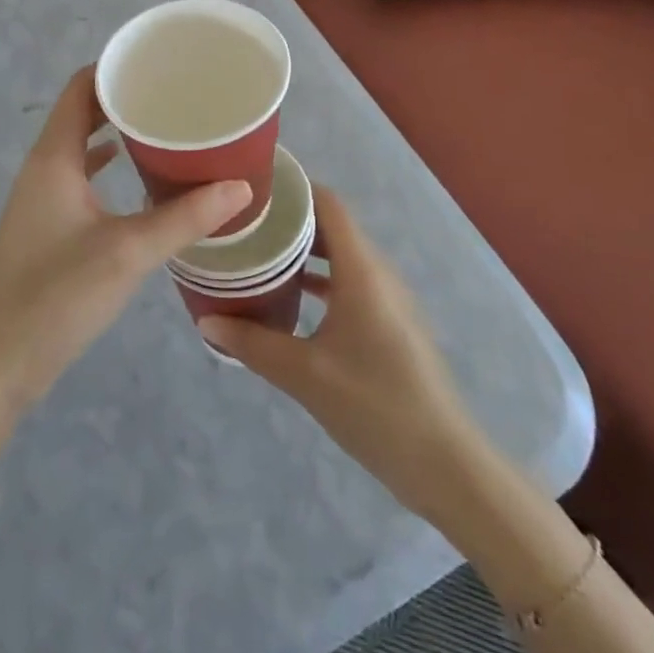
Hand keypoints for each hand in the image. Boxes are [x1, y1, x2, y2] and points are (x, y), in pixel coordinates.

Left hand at [0, 68, 252, 458]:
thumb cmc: (55, 297)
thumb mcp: (127, 253)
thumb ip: (185, 218)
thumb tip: (242, 186)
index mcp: (53, 156)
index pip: (81, 87)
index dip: (116, 66)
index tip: (161, 61)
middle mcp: (44, 167)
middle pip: (83, 111)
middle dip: (125, 98)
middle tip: (176, 93)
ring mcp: (42, 198)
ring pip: (82, 145)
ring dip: (117, 132)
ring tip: (167, 127)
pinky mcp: (47, 226)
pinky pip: (81, 177)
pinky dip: (109, 166)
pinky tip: (141, 178)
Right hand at [199, 187, 476, 524]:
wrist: (447, 466)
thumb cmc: (376, 406)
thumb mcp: (305, 375)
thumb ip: (253, 343)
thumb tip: (205, 322)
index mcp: (361, 270)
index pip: (327, 202)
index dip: (292, 187)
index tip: (252, 186)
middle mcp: (377, 272)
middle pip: (330, 225)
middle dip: (288, 219)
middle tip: (243, 222)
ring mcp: (388, 298)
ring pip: (340, 255)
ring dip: (303, 251)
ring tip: (257, 253)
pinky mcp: (391, 323)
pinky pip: (350, 281)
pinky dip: (319, 279)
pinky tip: (291, 298)